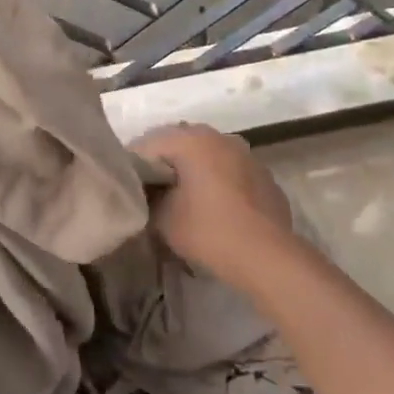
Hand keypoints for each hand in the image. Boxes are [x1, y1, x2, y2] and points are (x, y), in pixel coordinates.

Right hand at [132, 122, 293, 280]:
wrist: (267, 256)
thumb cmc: (208, 231)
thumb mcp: (163, 219)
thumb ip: (148, 199)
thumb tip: (148, 194)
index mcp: (192, 140)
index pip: (148, 143)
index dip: (133, 165)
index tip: (127, 187)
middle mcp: (219, 137)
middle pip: (179, 142)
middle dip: (163, 163)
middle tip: (150, 190)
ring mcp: (245, 154)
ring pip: (207, 154)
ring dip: (192, 169)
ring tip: (182, 197)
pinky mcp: (263, 174)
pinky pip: (229, 169)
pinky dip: (216, 180)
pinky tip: (213, 206)